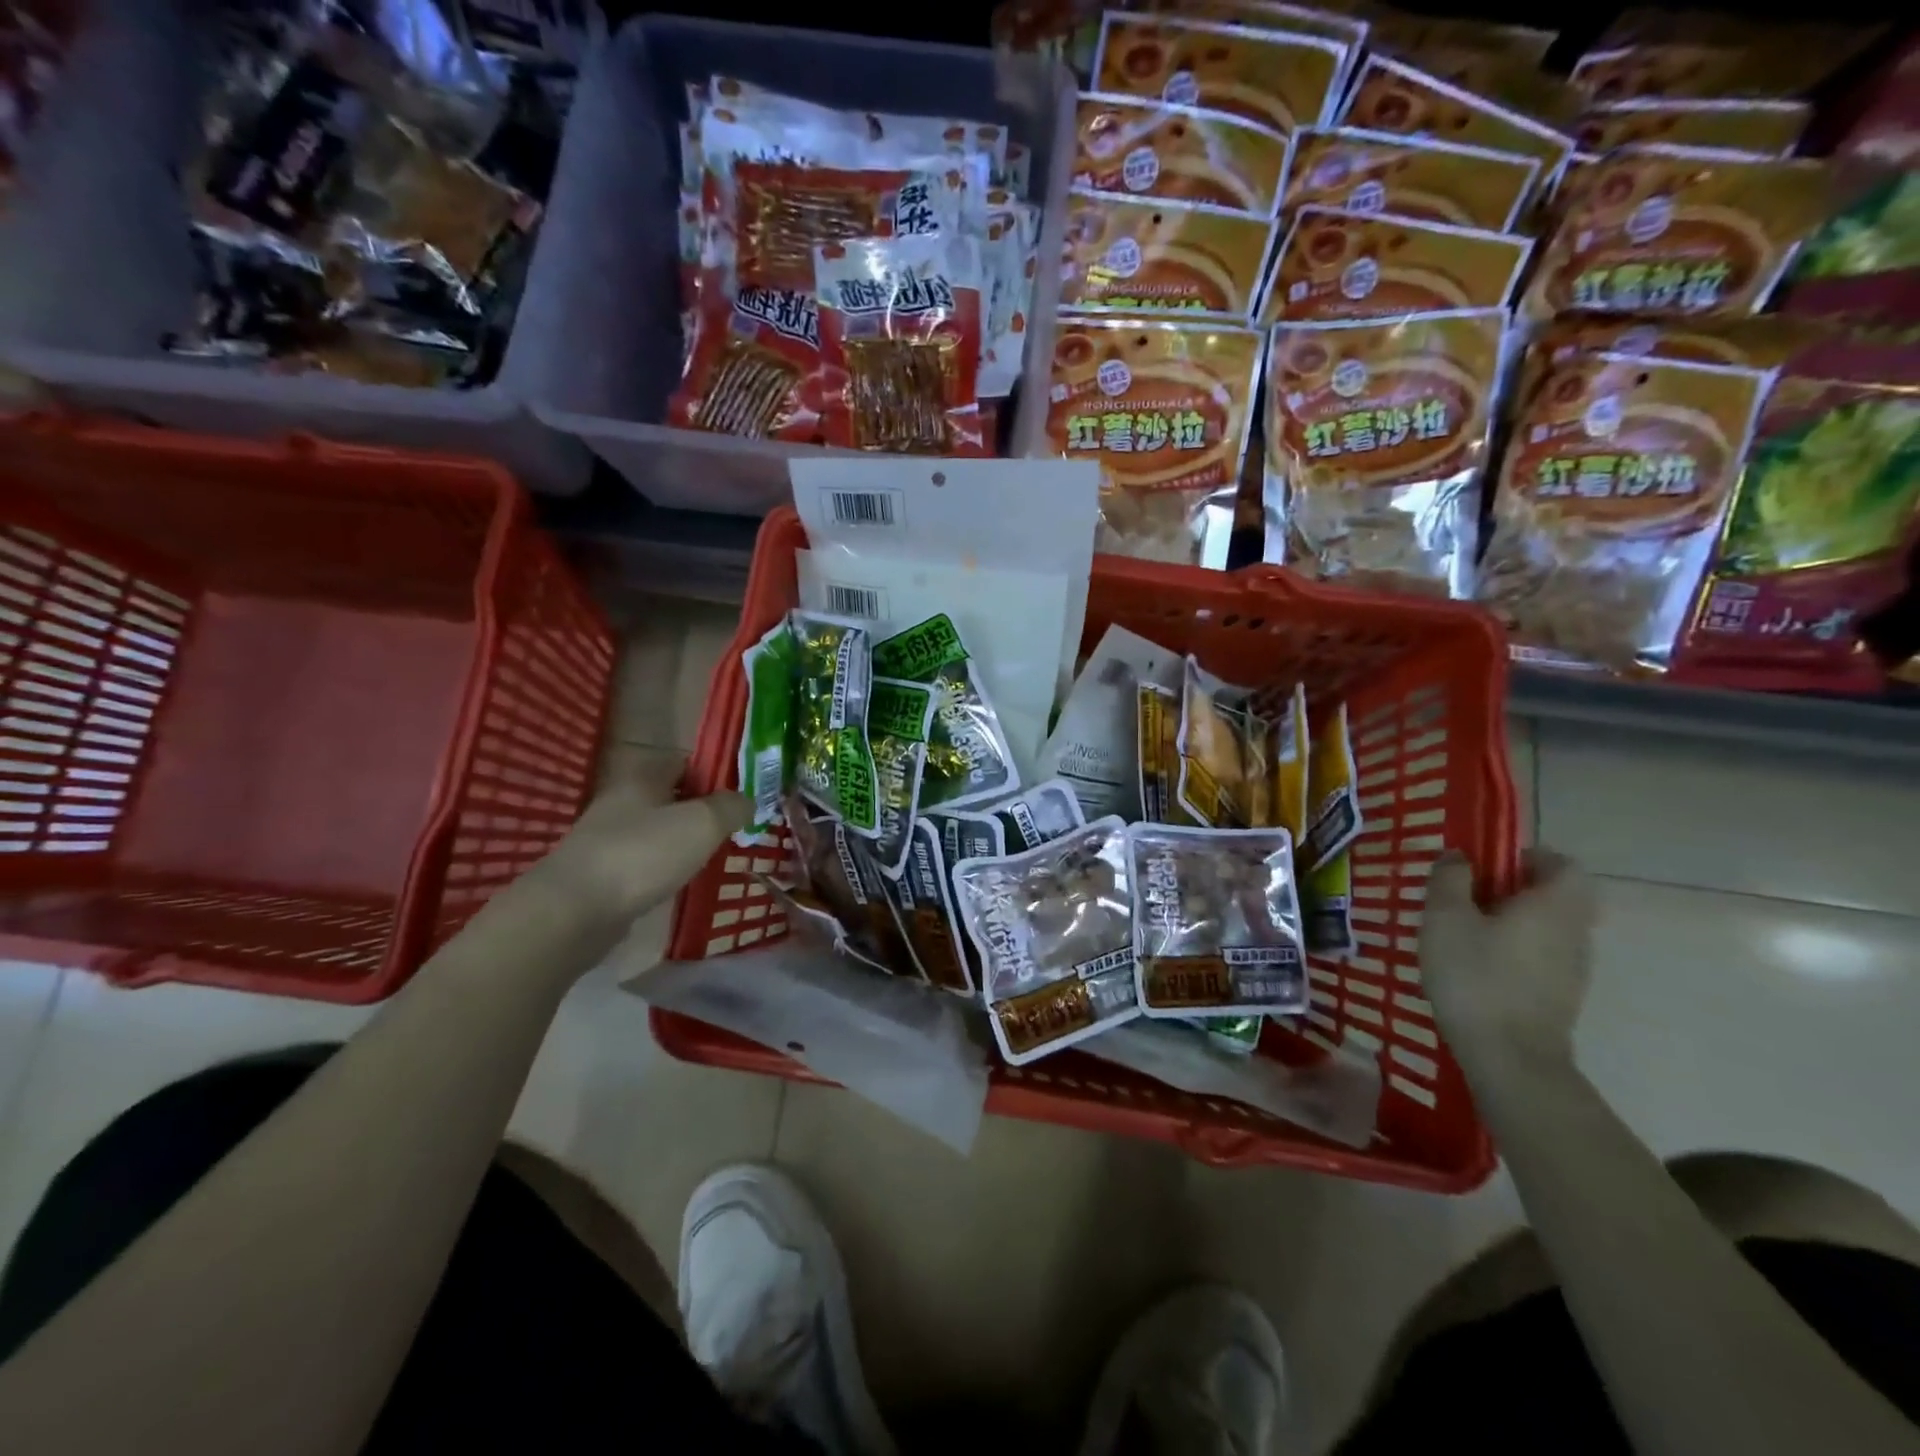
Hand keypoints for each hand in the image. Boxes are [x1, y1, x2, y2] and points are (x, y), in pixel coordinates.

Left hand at [528, 761, 749, 929]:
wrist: (573, 911)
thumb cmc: (643, 854)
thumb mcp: (702, 823)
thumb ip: (731, 807)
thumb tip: (746, 801)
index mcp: (643, 776)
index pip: (686, 761)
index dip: (715, 774)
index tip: (741, 796)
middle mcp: (622, 800)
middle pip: (672, 796)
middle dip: (702, 811)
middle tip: (733, 829)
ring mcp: (607, 837)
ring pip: (657, 830)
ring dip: (683, 841)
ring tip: (712, 858)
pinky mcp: (601, 873)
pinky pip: (643, 861)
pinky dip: (664, 868)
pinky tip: (679, 882)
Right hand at [1420, 848, 1595, 1089]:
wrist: (1509, 1058)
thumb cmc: (1475, 976)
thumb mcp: (1445, 918)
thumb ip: (1450, 880)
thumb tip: (1458, 856)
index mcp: (1554, 905)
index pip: (1563, 864)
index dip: (1528, 856)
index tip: (1488, 863)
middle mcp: (1575, 931)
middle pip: (1556, 895)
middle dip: (1514, 889)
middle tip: (1467, 895)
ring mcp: (1573, 968)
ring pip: (1547, 927)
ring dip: (1512, 920)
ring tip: (1464, 931)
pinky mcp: (1561, 996)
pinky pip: (1540, 956)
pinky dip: (1514, 950)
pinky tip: (1476, 965)